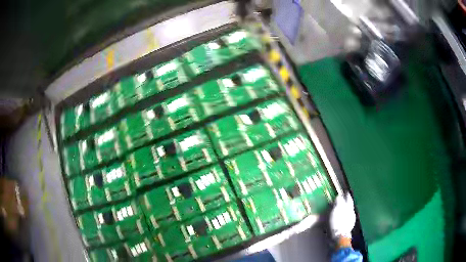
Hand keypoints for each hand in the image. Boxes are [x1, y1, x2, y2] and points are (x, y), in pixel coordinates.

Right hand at [330, 193, 355, 238]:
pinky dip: (343, 217)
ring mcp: (351, 220)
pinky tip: (340, 219)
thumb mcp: (336, 210)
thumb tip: (339, 196)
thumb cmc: (337, 222)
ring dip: (345, 210)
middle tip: (342, 200)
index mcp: (349, 207)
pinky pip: (346, 219)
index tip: (345, 192)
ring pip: (348, 212)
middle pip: (349, 205)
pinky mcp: (348, 227)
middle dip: (346, 203)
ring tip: (340, 210)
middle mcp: (352, 212)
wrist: (339, 237)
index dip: (347, 195)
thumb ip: (338, 202)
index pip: (348, 199)